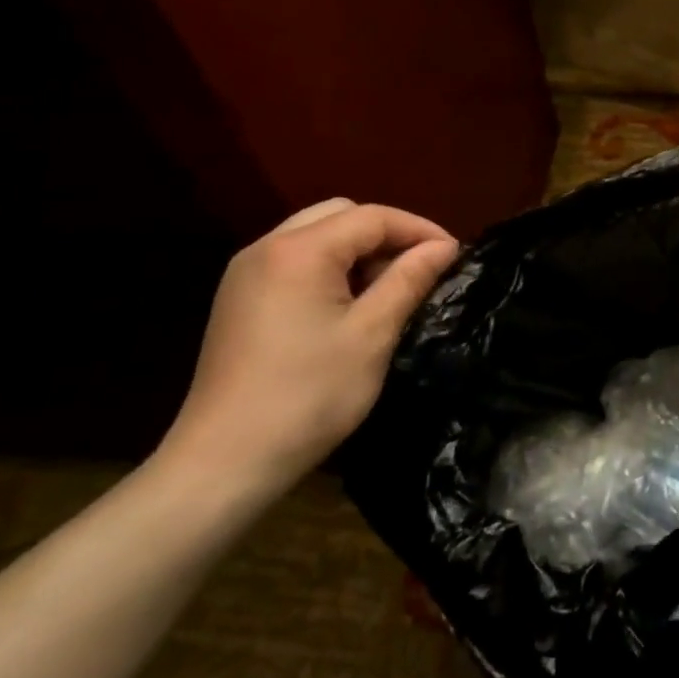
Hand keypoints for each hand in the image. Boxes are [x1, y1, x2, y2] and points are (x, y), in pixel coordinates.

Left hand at [154, 199, 457, 503]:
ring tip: (388, 289)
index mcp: (299, 251)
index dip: (419, 229)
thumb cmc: (309, 396)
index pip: (371, 217)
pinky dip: (330, 268)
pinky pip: (294, 261)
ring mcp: (246, 273)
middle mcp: (266, 247)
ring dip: (358, 251)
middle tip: (418, 269)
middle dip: (386, 235)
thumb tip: (444, 246)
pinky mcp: (238, 299)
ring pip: (316, 235)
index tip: (454, 254)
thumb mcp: (372, 335)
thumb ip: (409, 279)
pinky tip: (347, 306)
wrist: (224, 462)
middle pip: (341, 215)